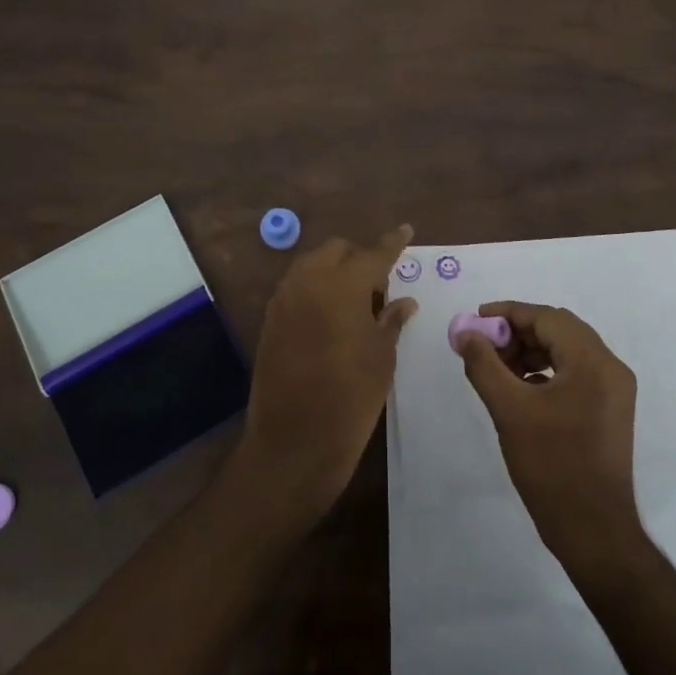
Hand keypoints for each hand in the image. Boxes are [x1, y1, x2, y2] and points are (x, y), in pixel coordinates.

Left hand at [237, 224, 416, 523]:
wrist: (292, 444)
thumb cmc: (350, 399)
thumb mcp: (381, 358)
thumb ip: (390, 320)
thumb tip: (403, 301)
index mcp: (341, 285)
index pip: (373, 253)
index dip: (393, 243)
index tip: (406, 230)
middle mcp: (308, 281)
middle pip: (337, 251)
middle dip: (360, 258)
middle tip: (380, 287)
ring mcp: (284, 300)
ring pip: (313, 265)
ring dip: (335, 272)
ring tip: (356, 304)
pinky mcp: (270, 320)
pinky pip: (297, 288)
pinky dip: (317, 290)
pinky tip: (332, 318)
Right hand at [457, 301, 643, 572]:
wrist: (595, 532)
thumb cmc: (552, 466)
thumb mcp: (510, 411)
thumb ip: (484, 365)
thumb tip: (465, 333)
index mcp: (593, 361)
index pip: (547, 318)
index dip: (509, 313)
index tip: (476, 320)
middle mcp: (611, 367)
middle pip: (559, 330)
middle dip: (518, 332)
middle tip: (484, 345)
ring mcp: (614, 390)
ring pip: (567, 351)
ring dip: (531, 351)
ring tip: (497, 367)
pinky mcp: (610, 410)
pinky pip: (575, 373)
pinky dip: (546, 371)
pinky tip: (520, 388)